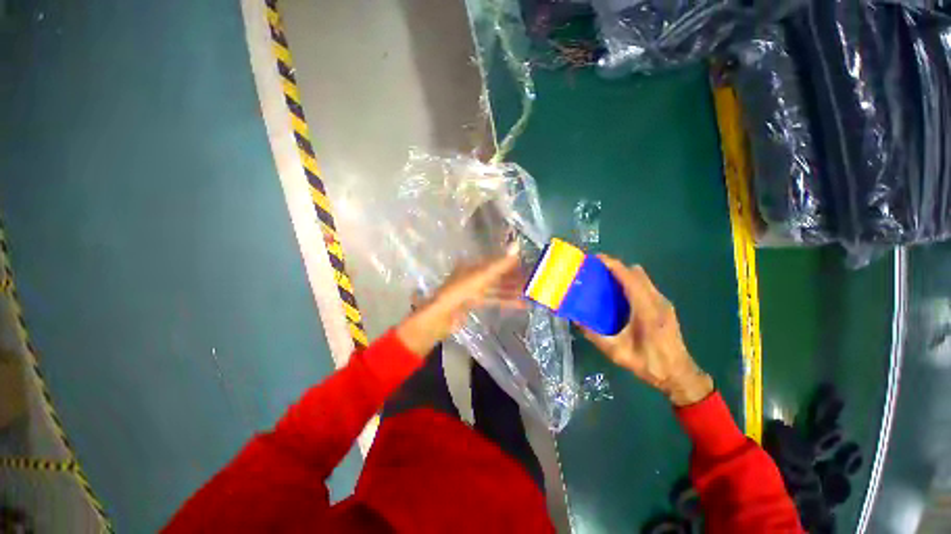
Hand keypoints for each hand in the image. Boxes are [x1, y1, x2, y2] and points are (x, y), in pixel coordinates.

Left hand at [396, 246, 523, 355]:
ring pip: (498, 288)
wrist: (441, 316)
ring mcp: (474, 290)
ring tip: (532, 292)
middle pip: (498, 275)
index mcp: (474, 265)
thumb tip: (517, 245)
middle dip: (515, 277)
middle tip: (535, 280)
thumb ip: (500, 264)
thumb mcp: (481, 276)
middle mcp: (475, 275)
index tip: (529, 264)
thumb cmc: (459, 291)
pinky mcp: (475, 303)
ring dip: (513, 290)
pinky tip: (522, 304)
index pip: (497, 261)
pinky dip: (507, 301)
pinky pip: (494, 299)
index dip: (513, 262)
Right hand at [582, 256, 713, 406]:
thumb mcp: (617, 353)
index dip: (613, 264)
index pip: (629, 278)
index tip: (596, 258)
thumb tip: (576, 321)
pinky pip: (646, 286)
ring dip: (624, 274)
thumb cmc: (649, 363)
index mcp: (646, 309)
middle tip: (597, 271)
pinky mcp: (665, 307)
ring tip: (606, 281)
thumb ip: (594, 336)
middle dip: (616, 267)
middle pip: (636, 272)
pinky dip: (632, 282)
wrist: (679, 375)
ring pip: (642, 278)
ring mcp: (663, 303)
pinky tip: (620, 296)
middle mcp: (657, 301)